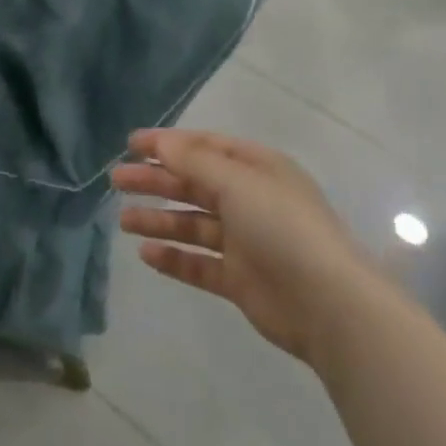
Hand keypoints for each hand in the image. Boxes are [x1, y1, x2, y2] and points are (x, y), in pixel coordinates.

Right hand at [115, 128, 381, 368]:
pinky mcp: (240, 279)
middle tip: (117, 181)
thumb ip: (194, 161)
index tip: (130, 145)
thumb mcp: (237, 182)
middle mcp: (251, 200)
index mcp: (257, 169)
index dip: (168, 144)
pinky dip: (173, 257)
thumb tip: (160, 142)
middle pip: (194, 184)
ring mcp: (245, 241)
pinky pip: (199, 262)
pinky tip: (146, 253)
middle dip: (156, 180)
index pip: (205, 148)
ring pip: (192, 224)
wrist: (328, 304)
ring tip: (123, 221)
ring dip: (159, 219)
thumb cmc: (282, 227)